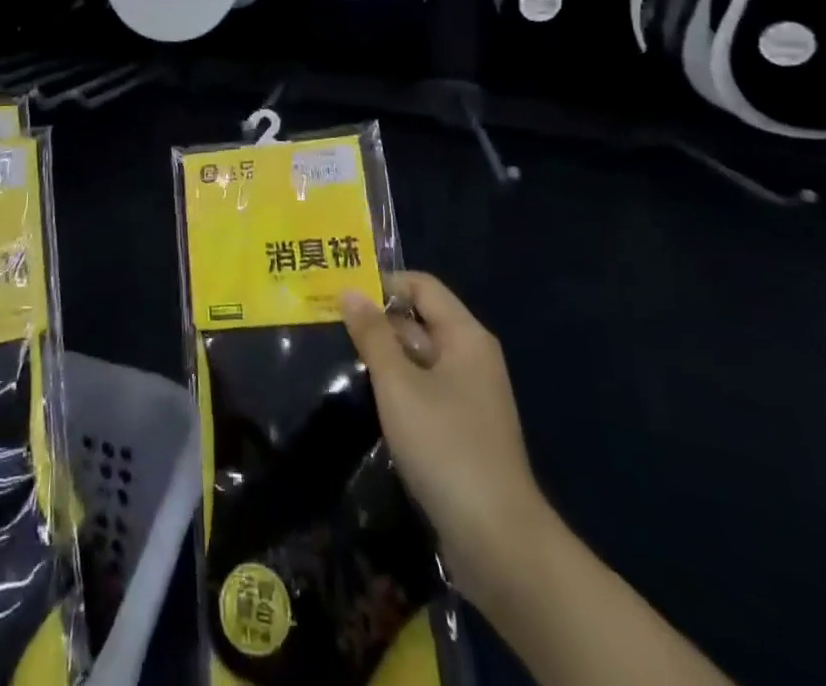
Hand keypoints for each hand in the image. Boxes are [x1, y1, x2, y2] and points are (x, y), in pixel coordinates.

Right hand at [340, 273, 547, 608]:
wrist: (498, 542)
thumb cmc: (446, 447)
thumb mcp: (399, 384)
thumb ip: (372, 334)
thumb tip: (349, 290)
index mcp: (465, 336)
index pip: (421, 285)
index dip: (382, 283)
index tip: (340, 295)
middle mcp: (471, 357)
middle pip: (418, 320)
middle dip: (376, 321)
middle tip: (327, 326)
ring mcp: (468, 396)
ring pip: (417, 358)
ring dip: (382, 357)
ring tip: (336, 359)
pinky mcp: (461, 430)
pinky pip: (423, 391)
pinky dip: (395, 389)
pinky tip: (364, 400)